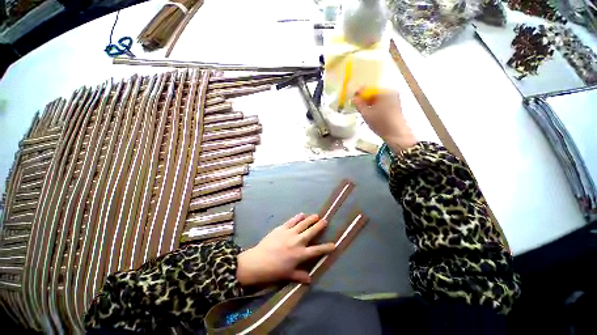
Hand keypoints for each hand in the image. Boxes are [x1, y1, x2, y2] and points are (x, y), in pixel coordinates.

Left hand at [237, 213, 334, 285]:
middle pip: (311, 232)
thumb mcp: (288, 275)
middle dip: (319, 226)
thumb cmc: (274, 271)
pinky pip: (292, 221)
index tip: (334, 244)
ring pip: (303, 224)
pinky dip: (297, 217)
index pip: (317, 250)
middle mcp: (298, 242)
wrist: (258, 262)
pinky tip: (302, 214)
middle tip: (325, 220)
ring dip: (310, 219)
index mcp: (301, 254)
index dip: (326, 247)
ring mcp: (290, 233)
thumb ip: (300, 276)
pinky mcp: (282, 228)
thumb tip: (310, 280)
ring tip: (316, 215)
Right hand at [352, 90, 417, 152]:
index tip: (352, 99)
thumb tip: (353, 99)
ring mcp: (395, 100)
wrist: (396, 134)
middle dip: (364, 99)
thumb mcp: (366, 114)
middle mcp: (391, 93)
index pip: (369, 89)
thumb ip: (358, 105)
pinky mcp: (396, 107)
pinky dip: (376, 107)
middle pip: (374, 94)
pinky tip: (371, 114)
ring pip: (378, 100)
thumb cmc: (381, 123)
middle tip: (357, 106)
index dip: (359, 93)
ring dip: (370, 104)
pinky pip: (383, 104)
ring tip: (363, 111)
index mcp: (384, 92)